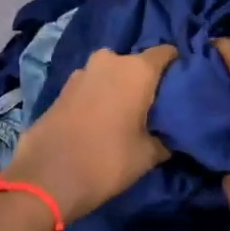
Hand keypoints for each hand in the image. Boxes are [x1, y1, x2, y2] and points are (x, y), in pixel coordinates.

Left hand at [6, 45, 178, 221]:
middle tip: (154, 106)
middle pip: (136, 64)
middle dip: (145, 81)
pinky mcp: (61, 89)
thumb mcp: (148, 156)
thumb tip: (168, 136)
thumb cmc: (107, 161)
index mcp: (136, 70)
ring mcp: (81, 73)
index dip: (177, 66)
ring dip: (118, 88)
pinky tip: (102, 120)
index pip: (166, 53)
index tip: (183, 85)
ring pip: (110, 74)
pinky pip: (91, 86)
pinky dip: (99, 97)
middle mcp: (109, 61)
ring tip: (127, 115)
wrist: (46, 178)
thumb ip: (164, 138)